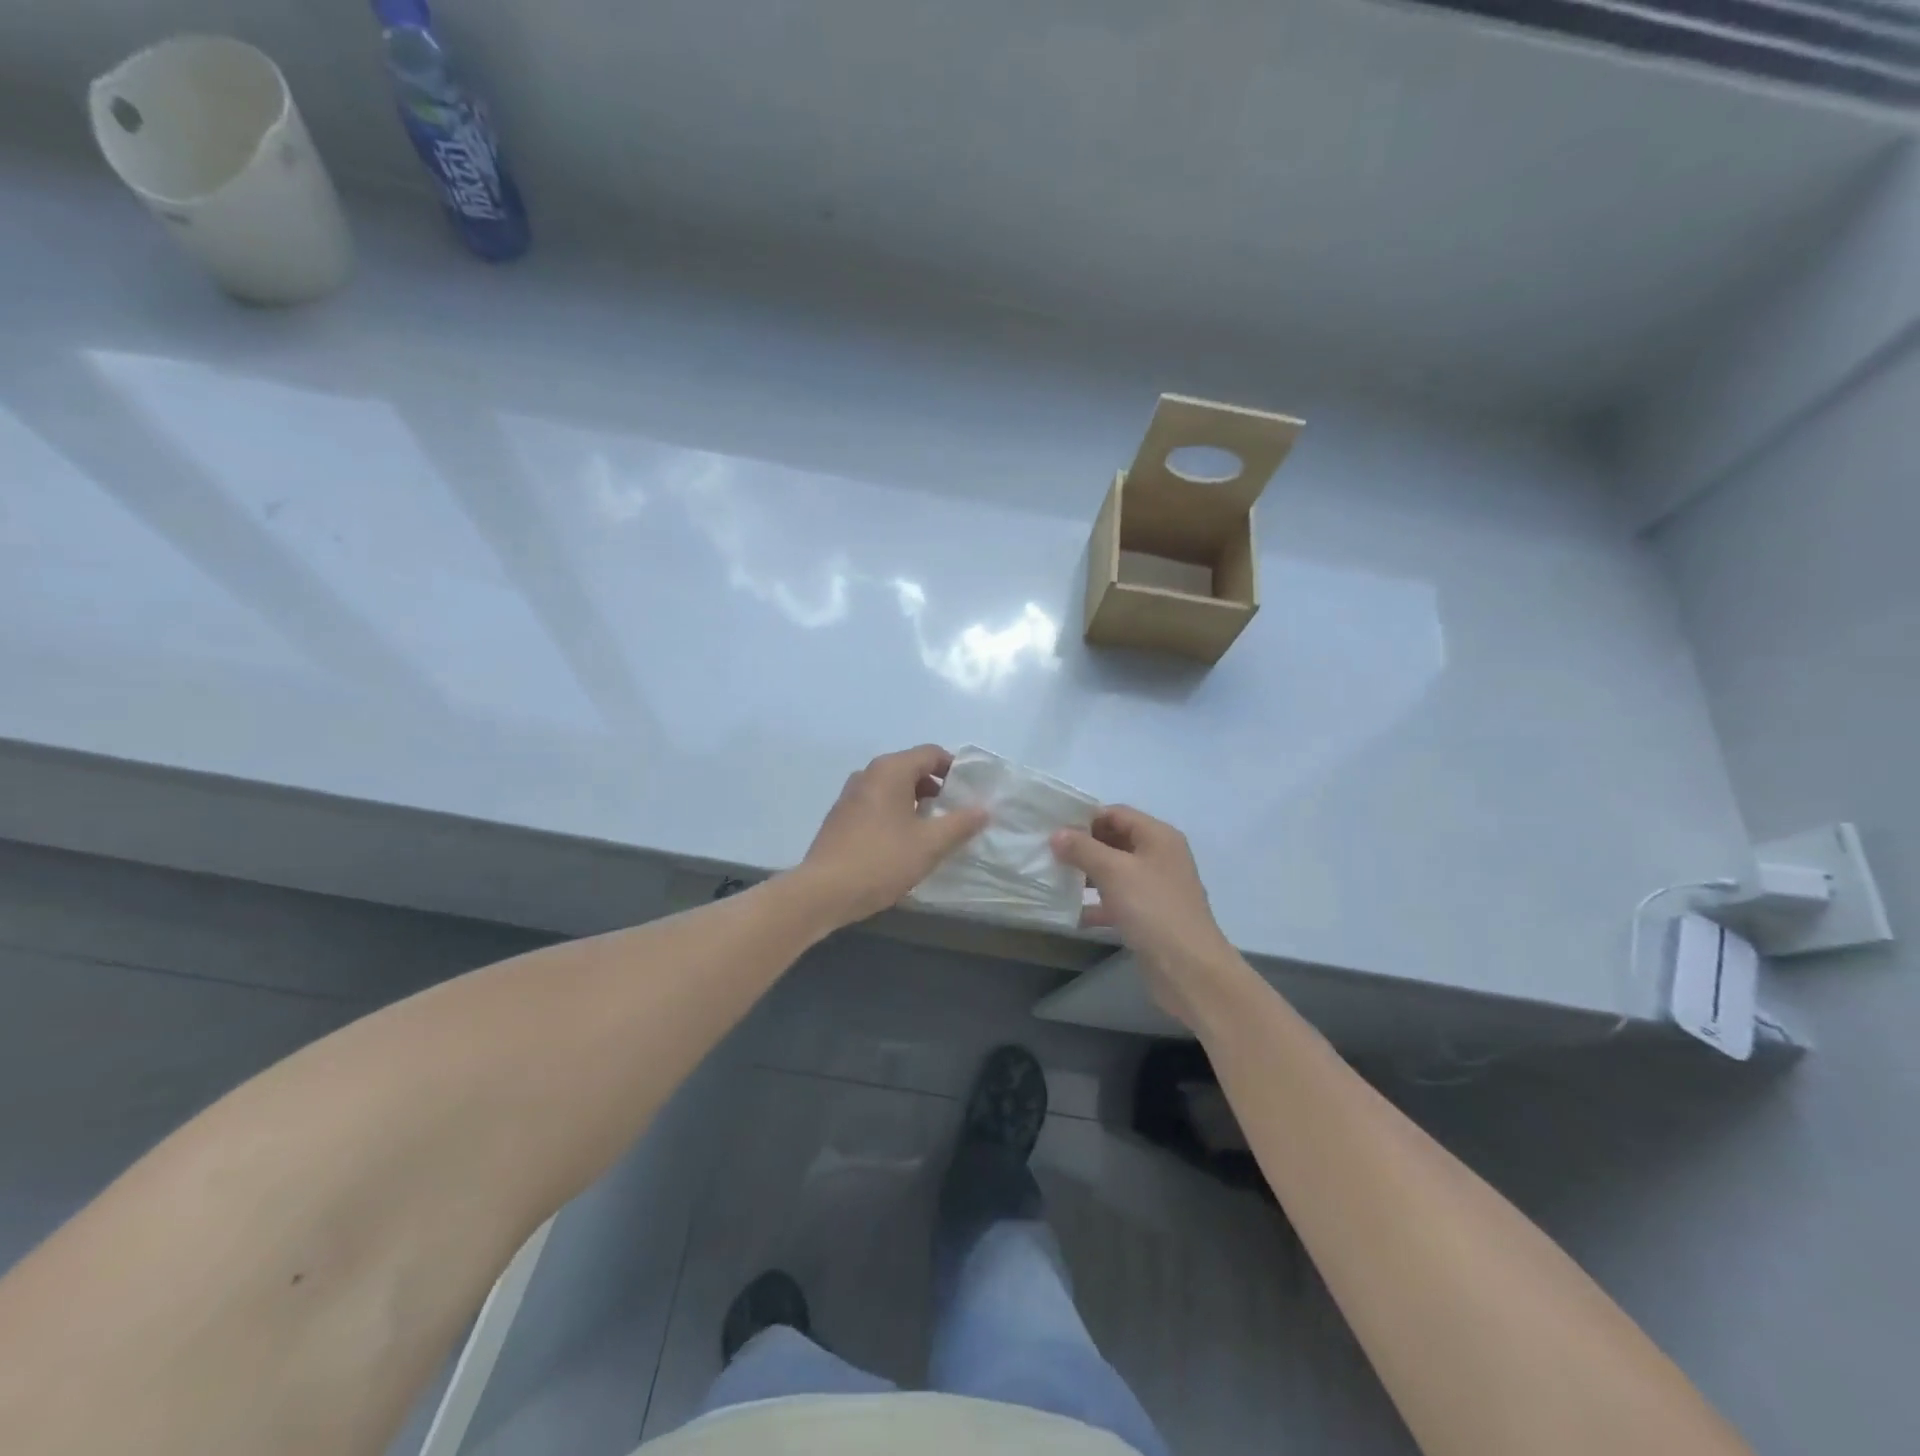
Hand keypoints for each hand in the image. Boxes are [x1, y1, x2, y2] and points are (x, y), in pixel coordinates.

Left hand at [797, 745, 988, 926]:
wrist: (824, 891)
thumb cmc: (881, 860)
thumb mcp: (930, 844)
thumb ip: (960, 823)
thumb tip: (984, 809)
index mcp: (890, 770)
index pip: (931, 753)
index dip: (955, 769)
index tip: (971, 792)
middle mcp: (868, 774)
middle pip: (911, 768)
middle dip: (936, 788)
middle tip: (955, 814)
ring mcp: (850, 795)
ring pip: (893, 788)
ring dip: (915, 803)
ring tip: (932, 831)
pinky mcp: (840, 817)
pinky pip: (876, 805)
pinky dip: (895, 814)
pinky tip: (903, 844)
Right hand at [1051, 806, 1246, 1027]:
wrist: (1189, 969)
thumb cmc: (1153, 909)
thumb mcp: (1114, 872)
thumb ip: (1083, 849)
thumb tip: (1057, 834)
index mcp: (1158, 836)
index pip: (1116, 813)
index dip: (1085, 818)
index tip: (1053, 828)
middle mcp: (1159, 857)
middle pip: (1115, 841)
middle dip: (1082, 847)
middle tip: (1047, 853)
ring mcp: (1155, 888)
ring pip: (1114, 872)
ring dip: (1086, 875)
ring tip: (1052, 879)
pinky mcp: (1149, 916)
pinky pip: (1117, 901)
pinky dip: (1095, 904)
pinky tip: (1069, 913)